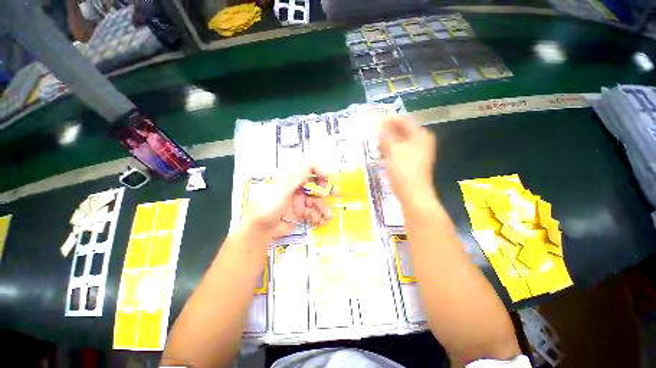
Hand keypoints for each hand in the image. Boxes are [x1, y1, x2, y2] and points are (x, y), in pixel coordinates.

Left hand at [243, 165, 333, 239]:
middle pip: (315, 185)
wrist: (259, 230)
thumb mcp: (281, 191)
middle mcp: (297, 188)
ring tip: (327, 216)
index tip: (326, 178)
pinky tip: (320, 221)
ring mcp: (300, 201)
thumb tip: (309, 164)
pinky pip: (314, 212)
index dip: (318, 170)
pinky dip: (318, 216)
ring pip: (316, 200)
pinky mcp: (301, 213)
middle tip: (335, 194)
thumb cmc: (267, 207)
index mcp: (291, 179)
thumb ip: (296, 178)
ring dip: (324, 207)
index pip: (308, 168)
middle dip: (326, 189)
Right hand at [378, 115, 436, 206]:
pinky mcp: (411, 161)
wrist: (413, 193)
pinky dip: (391, 150)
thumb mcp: (393, 150)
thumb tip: (380, 122)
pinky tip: (382, 153)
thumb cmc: (403, 170)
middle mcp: (420, 141)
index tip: (375, 122)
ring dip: (388, 141)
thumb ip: (386, 135)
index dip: (389, 119)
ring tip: (377, 145)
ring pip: (399, 141)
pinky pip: (400, 150)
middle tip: (374, 134)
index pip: (404, 120)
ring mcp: (417, 151)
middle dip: (387, 131)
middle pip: (402, 130)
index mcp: (420, 135)